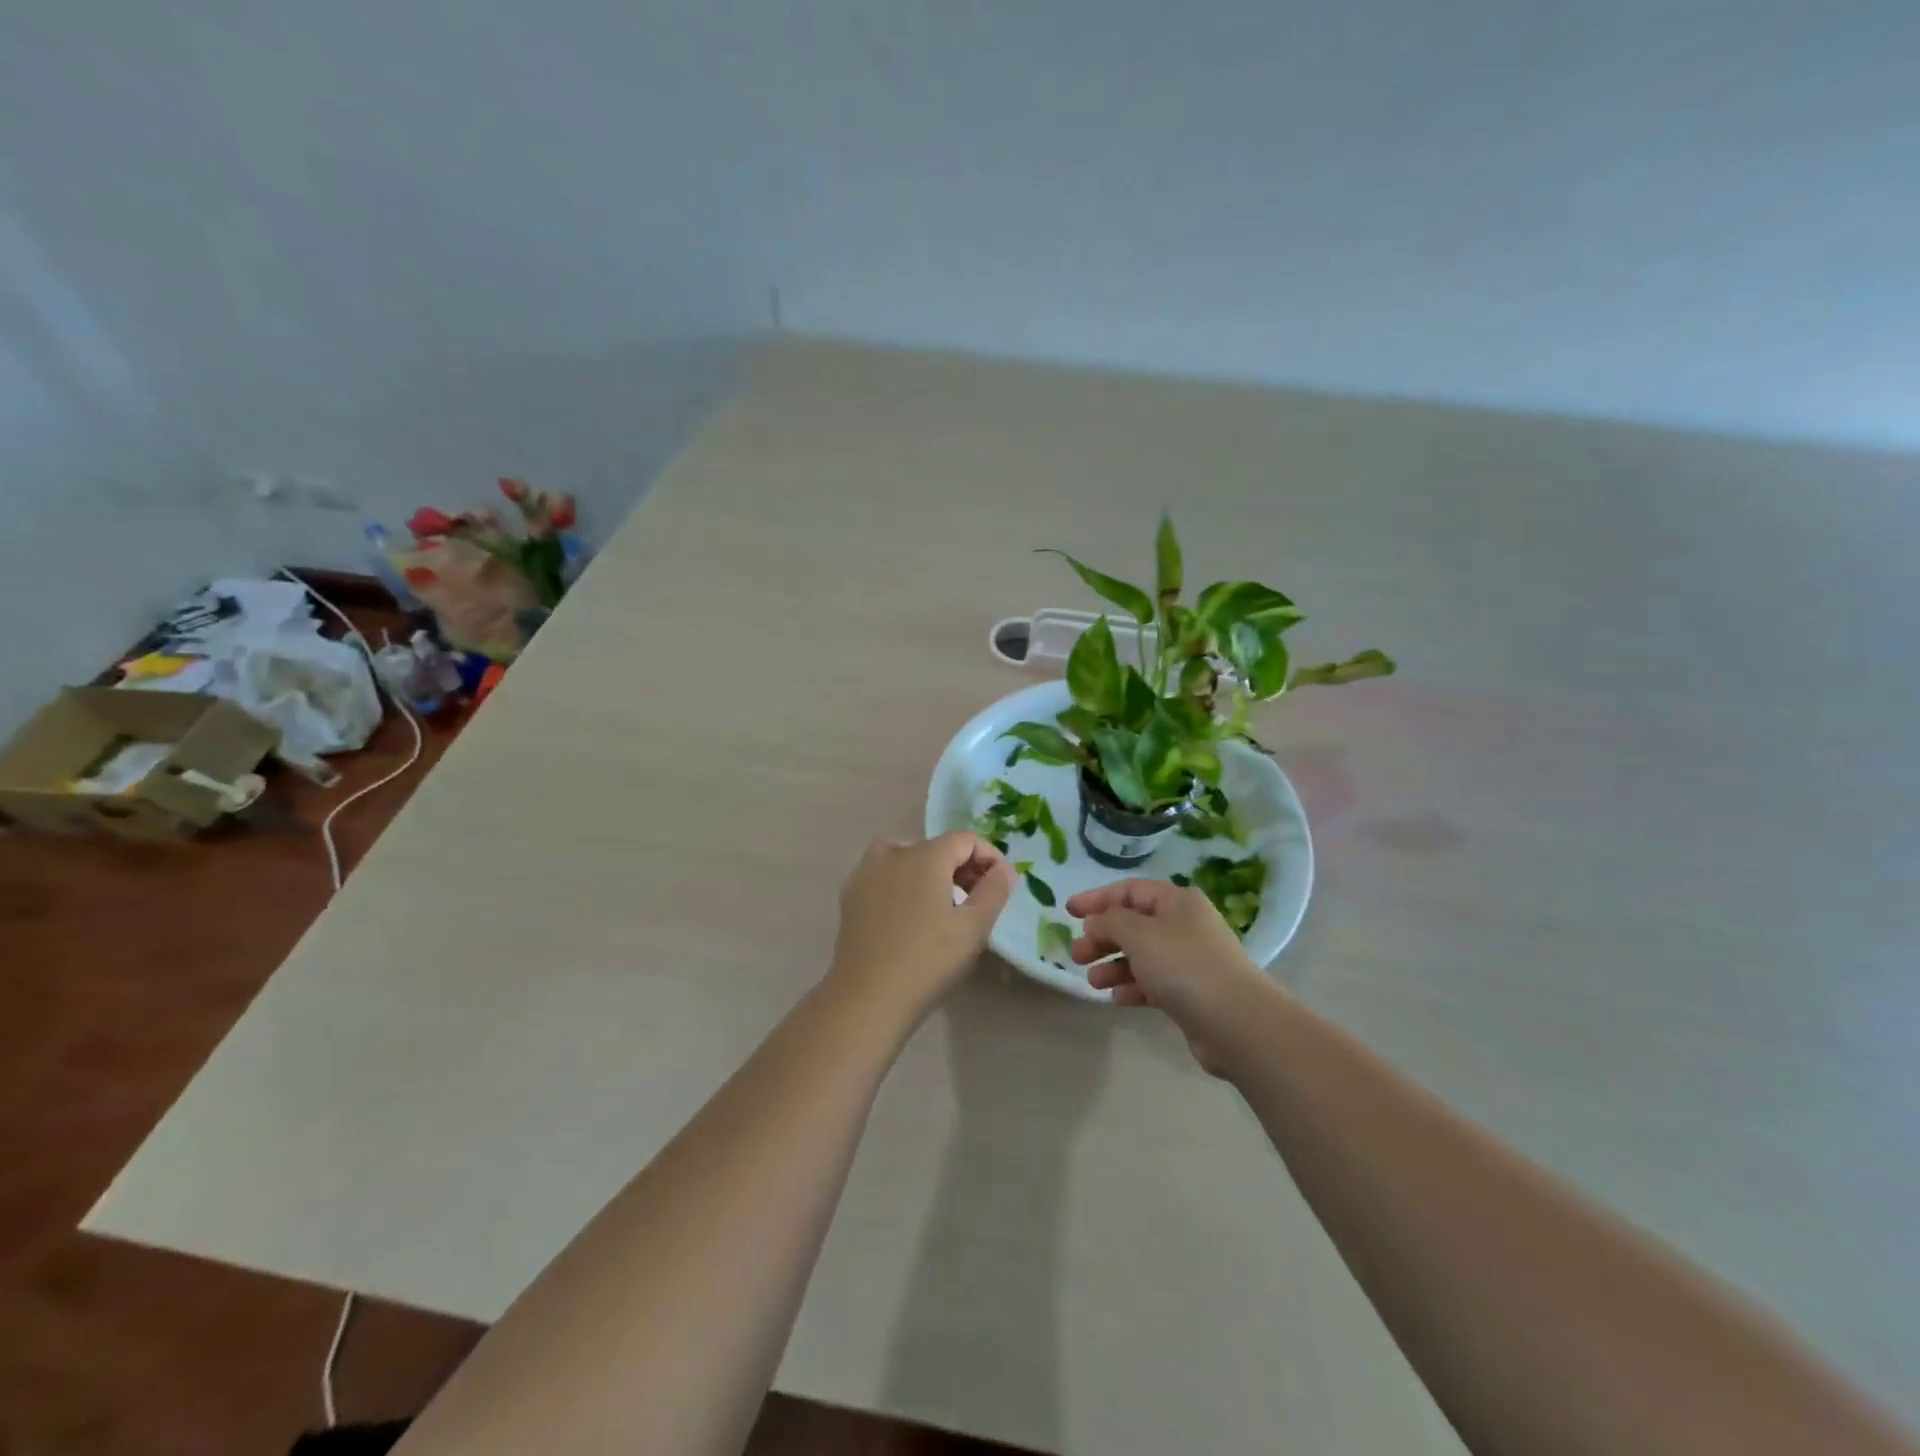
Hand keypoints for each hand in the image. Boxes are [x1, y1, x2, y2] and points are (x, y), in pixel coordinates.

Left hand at [828, 832, 1014, 1022]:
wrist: (867, 998)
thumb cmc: (927, 961)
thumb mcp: (973, 928)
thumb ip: (994, 891)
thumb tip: (1003, 870)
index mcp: (925, 855)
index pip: (965, 840)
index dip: (989, 857)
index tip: (1001, 885)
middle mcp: (893, 853)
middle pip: (937, 848)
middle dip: (962, 867)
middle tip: (978, 900)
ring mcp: (866, 872)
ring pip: (908, 858)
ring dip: (931, 873)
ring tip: (944, 905)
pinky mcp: (851, 895)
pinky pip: (885, 875)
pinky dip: (904, 883)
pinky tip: (910, 914)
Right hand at [1066, 878, 1273, 1075]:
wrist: (1236, 1023)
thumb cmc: (1184, 966)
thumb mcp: (1138, 934)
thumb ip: (1109, 922)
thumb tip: (1096, 922)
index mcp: (1177, 902)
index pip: (1130, 891)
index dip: (1097, 899)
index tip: (1068, 912)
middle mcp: (1184, 925)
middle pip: (1134, 924)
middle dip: (1102, 938)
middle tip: (1077, 955)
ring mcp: (1189, 960)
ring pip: (1141, 956)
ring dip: (1113, 966)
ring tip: (1092, 982)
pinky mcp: (1191, 993)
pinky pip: (1153, 983)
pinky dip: (1133, 987)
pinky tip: (1116, 999)